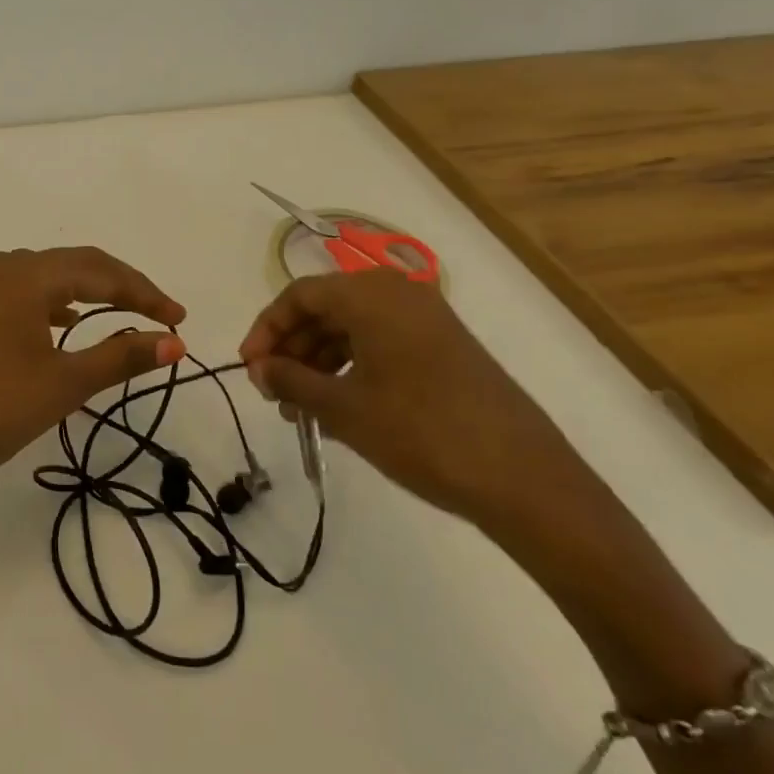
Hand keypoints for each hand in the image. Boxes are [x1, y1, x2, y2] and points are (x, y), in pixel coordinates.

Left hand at [0, 247, 186, 515]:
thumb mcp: (63, 384)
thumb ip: (121, 357)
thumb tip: (174, 342)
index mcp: (27, 274)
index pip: (102, 270)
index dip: (146, 293)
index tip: (180, 319)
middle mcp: (2, 268)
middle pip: (76, 265)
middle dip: (122, 288)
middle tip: (161, 318)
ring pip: (49, 279)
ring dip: (90, 294)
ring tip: (124, 318)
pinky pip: (24, 295)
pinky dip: (56, 306)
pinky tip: (67, 325)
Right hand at [238, 269, 593, 534]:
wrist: (524, 479)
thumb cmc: (421, 432)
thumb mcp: (344, 409)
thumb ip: (292, 380)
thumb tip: (259, 368)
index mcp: (371, 294)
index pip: (300, 295)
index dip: (267, 329)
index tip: (248, 368)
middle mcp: (398, 294)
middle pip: (326, 309)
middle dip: (292, 349)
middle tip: (271, 392)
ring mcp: (427, 320)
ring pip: (352, 329)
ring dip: (318, 363)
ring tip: (299, 409)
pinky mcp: (444, 348)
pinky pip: (381, 344)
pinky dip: (351, 369)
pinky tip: (337, 408)